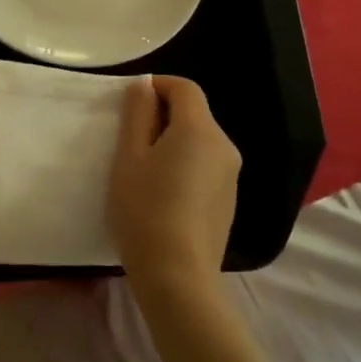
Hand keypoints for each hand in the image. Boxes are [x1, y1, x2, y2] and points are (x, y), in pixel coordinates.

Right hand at [108, 75, 240, 293]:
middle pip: (194, 114)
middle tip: (129, 139)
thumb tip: (145, 86)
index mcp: (200, 130)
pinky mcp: (228, 201)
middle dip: (163, 115)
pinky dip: (185, 166)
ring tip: (143, 170)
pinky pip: (205, 166)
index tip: (131, 104)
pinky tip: (163, 194)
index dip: (158, 86)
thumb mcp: (129, 156)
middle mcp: (224, 146)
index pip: (185, 88)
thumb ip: (137, 114)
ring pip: (199, 141)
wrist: (178, 276)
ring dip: (173, 142)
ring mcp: (230, 176)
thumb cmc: (145, 209)